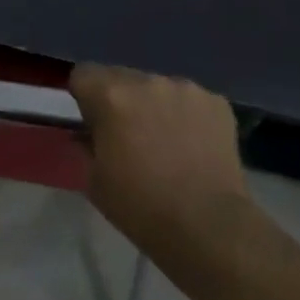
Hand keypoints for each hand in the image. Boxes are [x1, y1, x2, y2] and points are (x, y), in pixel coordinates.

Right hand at [69, 65, 247, 254]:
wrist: (207, 226)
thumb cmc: (140, 206)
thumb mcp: (94, 179)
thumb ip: (86, 144)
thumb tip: (86, 132)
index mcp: (112, 96)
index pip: (83, 73)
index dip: (84, 96)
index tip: (92, 121)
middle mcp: (148, 81)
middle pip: (121, 77)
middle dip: (120, 99)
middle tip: (128, 134)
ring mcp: (186, 89)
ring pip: (157, 87)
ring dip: (154, 105)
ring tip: (165, 141)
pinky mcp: (216, 102)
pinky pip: (189, 100)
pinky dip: (185, 115)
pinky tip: (192, 145)